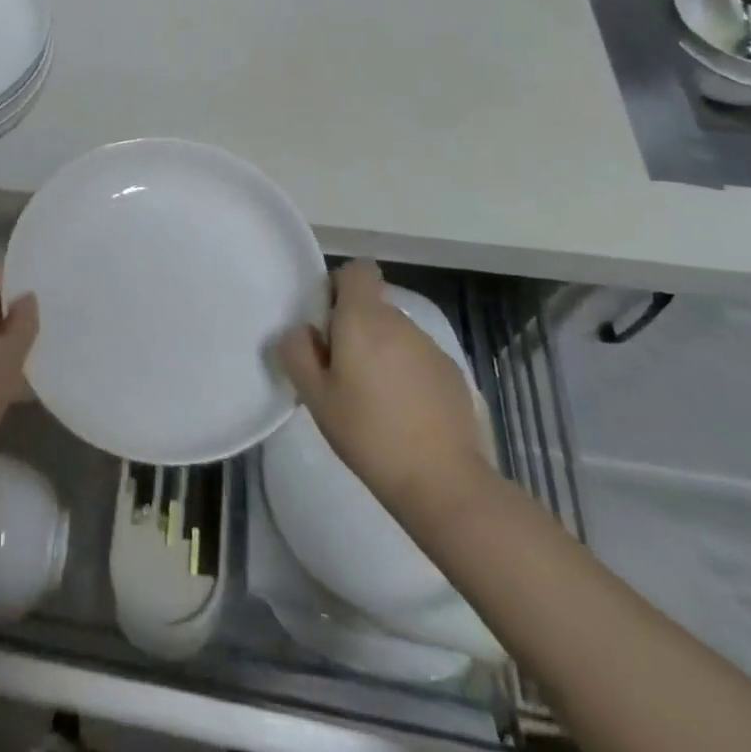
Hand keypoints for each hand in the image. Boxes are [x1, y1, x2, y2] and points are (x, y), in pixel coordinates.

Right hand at [276, 259, 491, 520]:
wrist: (444, 482)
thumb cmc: (369, 434)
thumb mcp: (315, 396)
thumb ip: (298, 352)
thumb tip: (301, 331)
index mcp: (363, 318)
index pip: (357, 269)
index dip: (340, 286)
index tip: (329, 322)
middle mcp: (399, 321)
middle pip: (373, 304)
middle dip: (355, 326)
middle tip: (342, 371)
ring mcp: (430, 347)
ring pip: (395, 333)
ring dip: (381, 351)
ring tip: (374, 398)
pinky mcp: (452, 374)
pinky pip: (418, 358)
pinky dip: (407, 373)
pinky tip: (404, 413)